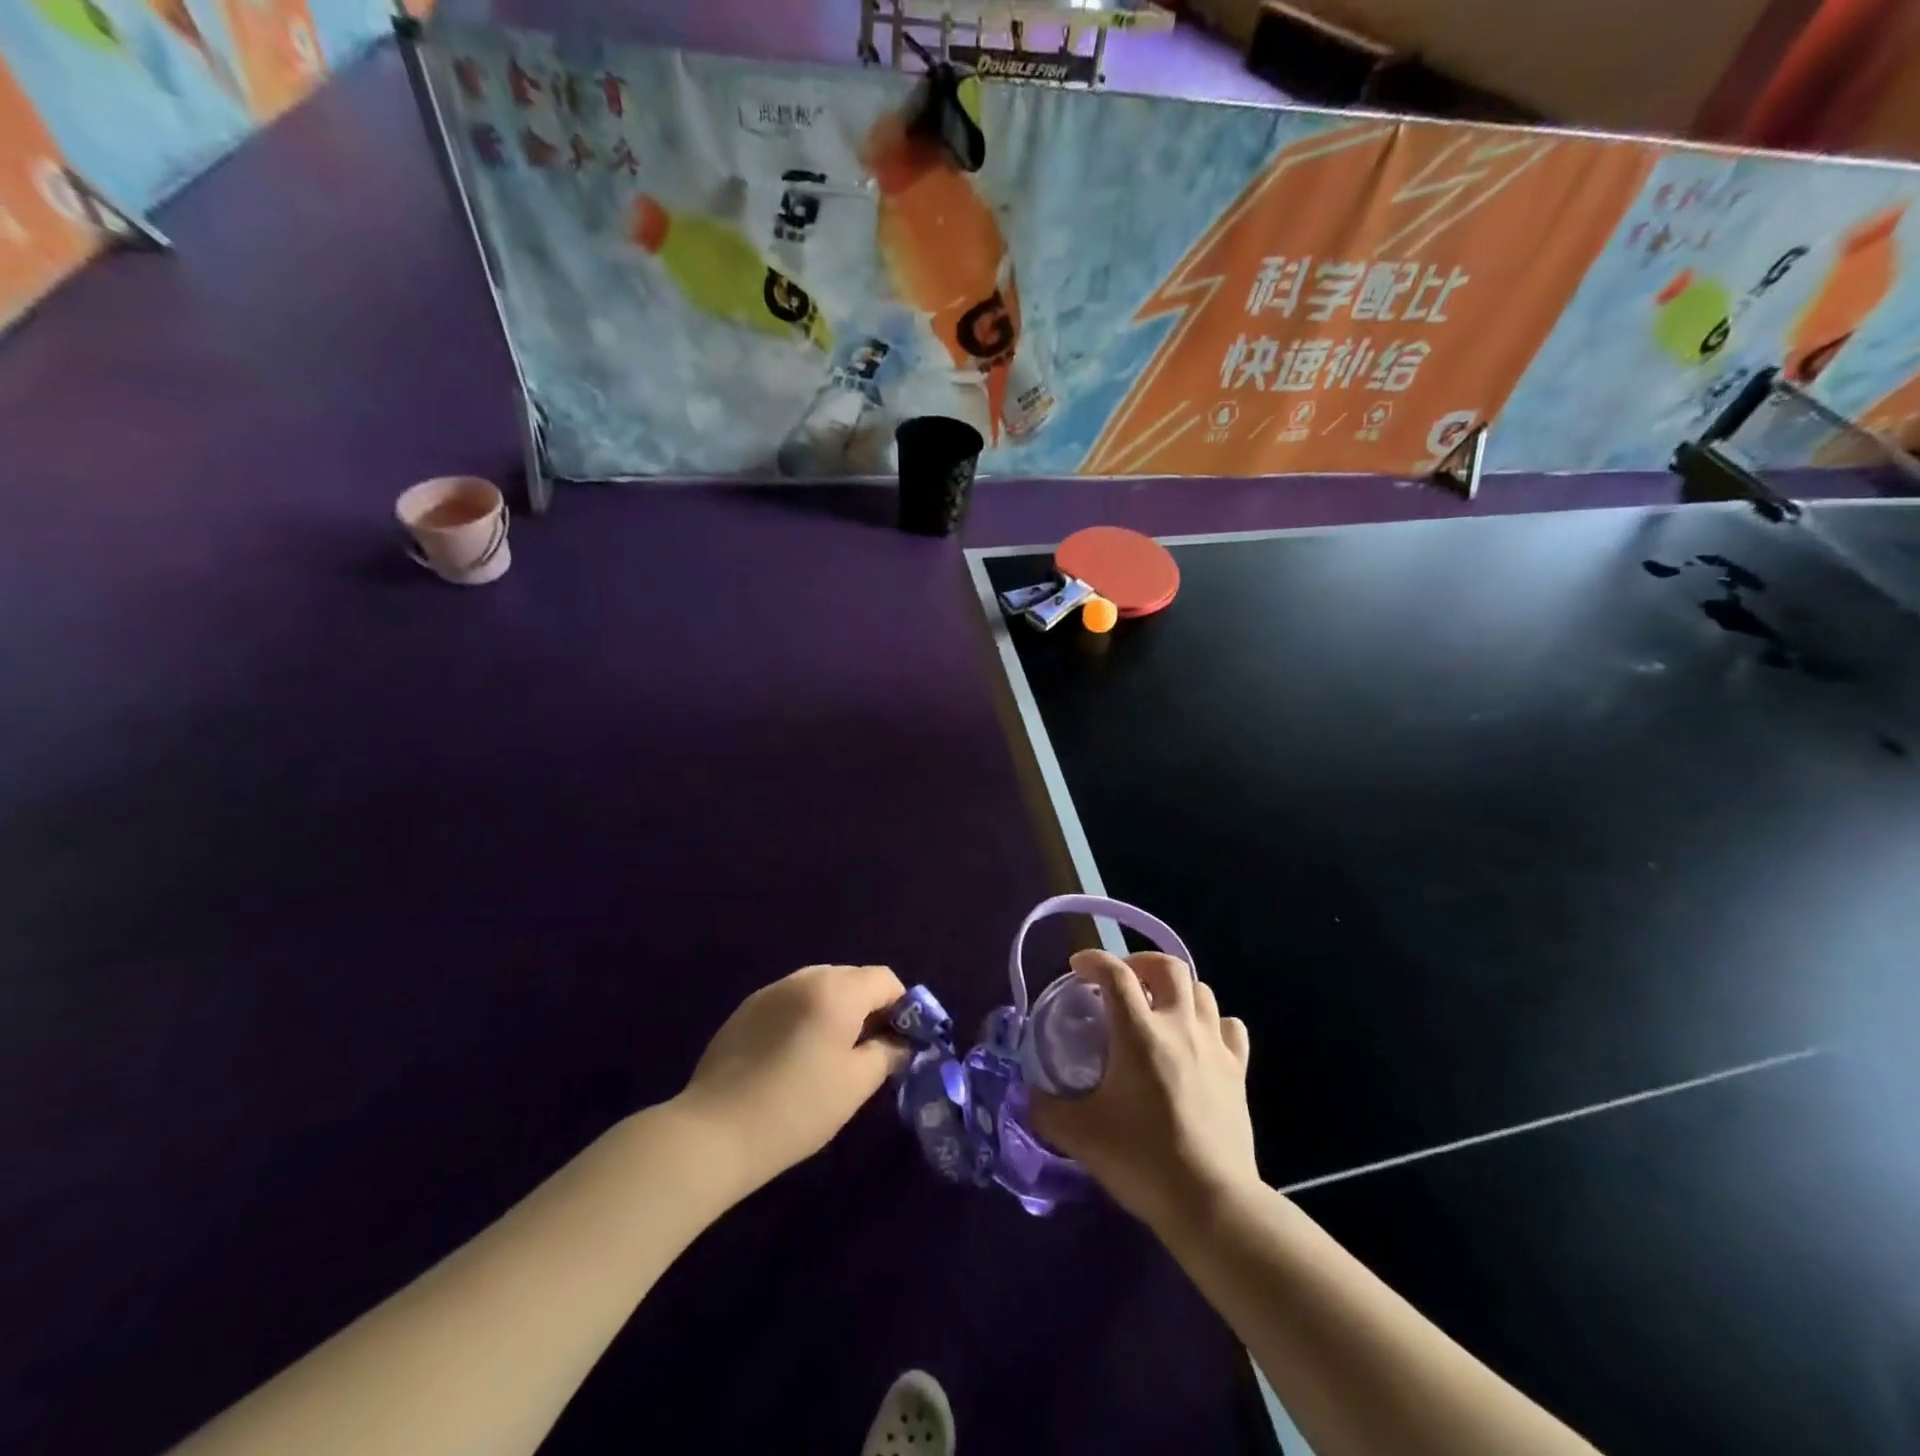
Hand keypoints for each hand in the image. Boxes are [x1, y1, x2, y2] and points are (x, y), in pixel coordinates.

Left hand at [676, 964, 908, 1193]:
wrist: (713, 1132)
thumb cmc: (797, 1107)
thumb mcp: (856, 1084)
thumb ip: (889, 1053)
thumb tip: (902, 1043)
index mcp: (836, 989)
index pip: (885, 979)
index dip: (903, 1007)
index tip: (901, 1045)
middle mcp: (804, 977)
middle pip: (853, 978)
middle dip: (870, 1008)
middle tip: (871, 1052)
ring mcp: (770, 991)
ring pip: (821, 988)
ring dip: (838, 1011)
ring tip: (833, 1056)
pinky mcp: (746, 1010)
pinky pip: (791, 1001)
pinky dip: (806, 1017)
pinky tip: (796, 1058)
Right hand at [1030, 950, 1255, 1234]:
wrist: (1211, 1202)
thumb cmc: (1142, 1161)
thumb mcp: (1080, 1135)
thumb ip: (1046, 1109)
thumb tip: (1030, 1094)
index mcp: (1139, 1034)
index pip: (1116, 974)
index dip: (1094, 960)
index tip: (1078, 967)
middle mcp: (1179, 1027)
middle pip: (1168, 966)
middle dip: (1141, 962)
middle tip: (1122, 981)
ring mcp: (1215, 1046)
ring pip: (1202, 990)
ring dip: (1176, 989)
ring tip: (1158, 1007)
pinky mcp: (1239, 1071)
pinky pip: (1230, 1027)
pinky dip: (1213, 1022)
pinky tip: (1199, 1038)